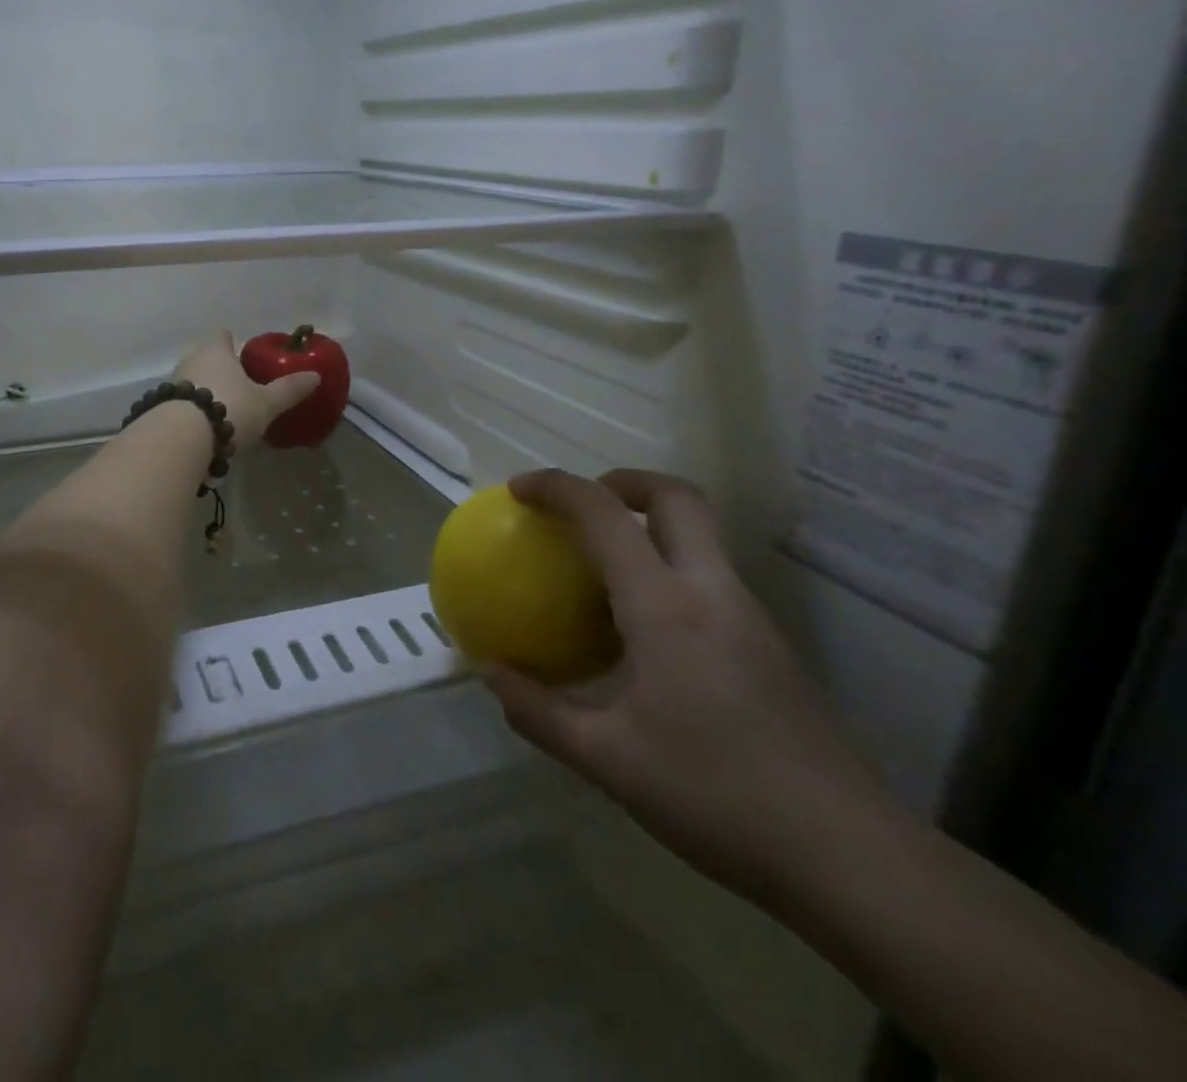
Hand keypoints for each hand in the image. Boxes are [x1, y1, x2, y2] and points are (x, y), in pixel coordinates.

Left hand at [173, 331, 320, 447]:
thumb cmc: (230, 408)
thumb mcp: (266, 403)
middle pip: (204, 357)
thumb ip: (289, 389)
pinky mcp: (161, 409)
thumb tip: (316, 376)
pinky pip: (181, 405)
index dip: (231, 342)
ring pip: (191, 381)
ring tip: (222, 410)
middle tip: (236, 385)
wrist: (183, 438)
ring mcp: (172, 384)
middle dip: (218, 369)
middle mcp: (191, 361)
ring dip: (203, 392)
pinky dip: (191, 412)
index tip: (240, 351)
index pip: (222, 336)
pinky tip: (203, 429)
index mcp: (216, 351)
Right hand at [485, 468, 896, 909]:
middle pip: (676, 497)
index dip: (557, 488)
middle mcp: (712, 594)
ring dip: (648, 525)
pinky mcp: (770, 647)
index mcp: (666, 608)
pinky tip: (642, 629)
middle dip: (622, 482)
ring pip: (700, 535)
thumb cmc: (718, 799)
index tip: (518, 490)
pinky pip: (709, 578)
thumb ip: (538, 712)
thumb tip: (489, 674)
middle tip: (579, 506)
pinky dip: (667, 569)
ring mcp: (750, 618)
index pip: (605, 515)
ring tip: (599, 567)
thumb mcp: (607, 761)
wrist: (855, 861)